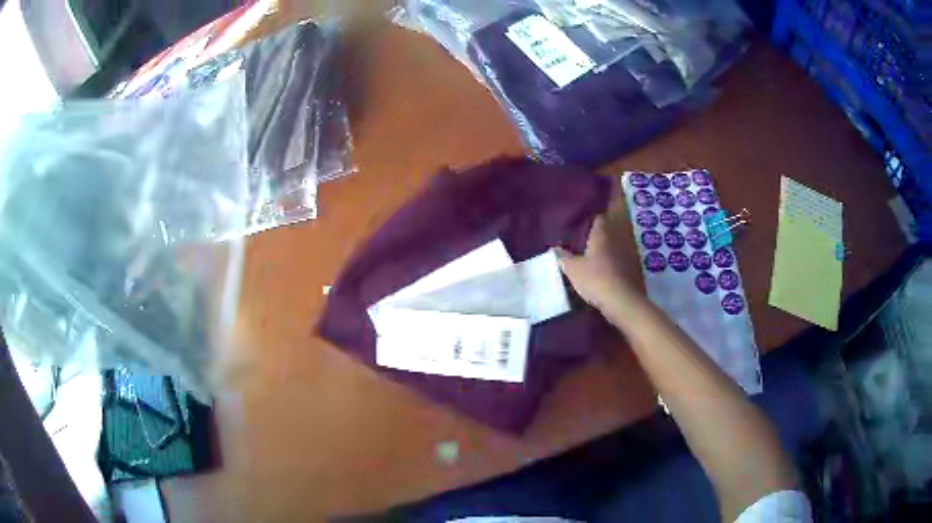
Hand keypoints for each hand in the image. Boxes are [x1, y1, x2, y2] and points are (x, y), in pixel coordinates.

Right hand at [557, 216, 640, 311]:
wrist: (623, 301)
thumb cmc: (596, 279)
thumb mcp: (573, 269)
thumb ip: (563, 257)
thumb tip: (556, 248)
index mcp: (603, 230)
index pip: (599, 213)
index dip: (592, 212)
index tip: (584, 213)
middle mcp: (619, 234)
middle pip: (614, 219)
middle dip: (606, 219)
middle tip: (593, 224)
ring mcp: (630, 248)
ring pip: (621, 235)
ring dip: (613, 236)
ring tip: (600, 241)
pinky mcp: (636, 263)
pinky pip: (625, 250)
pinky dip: (619, 252)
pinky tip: (611, 259)